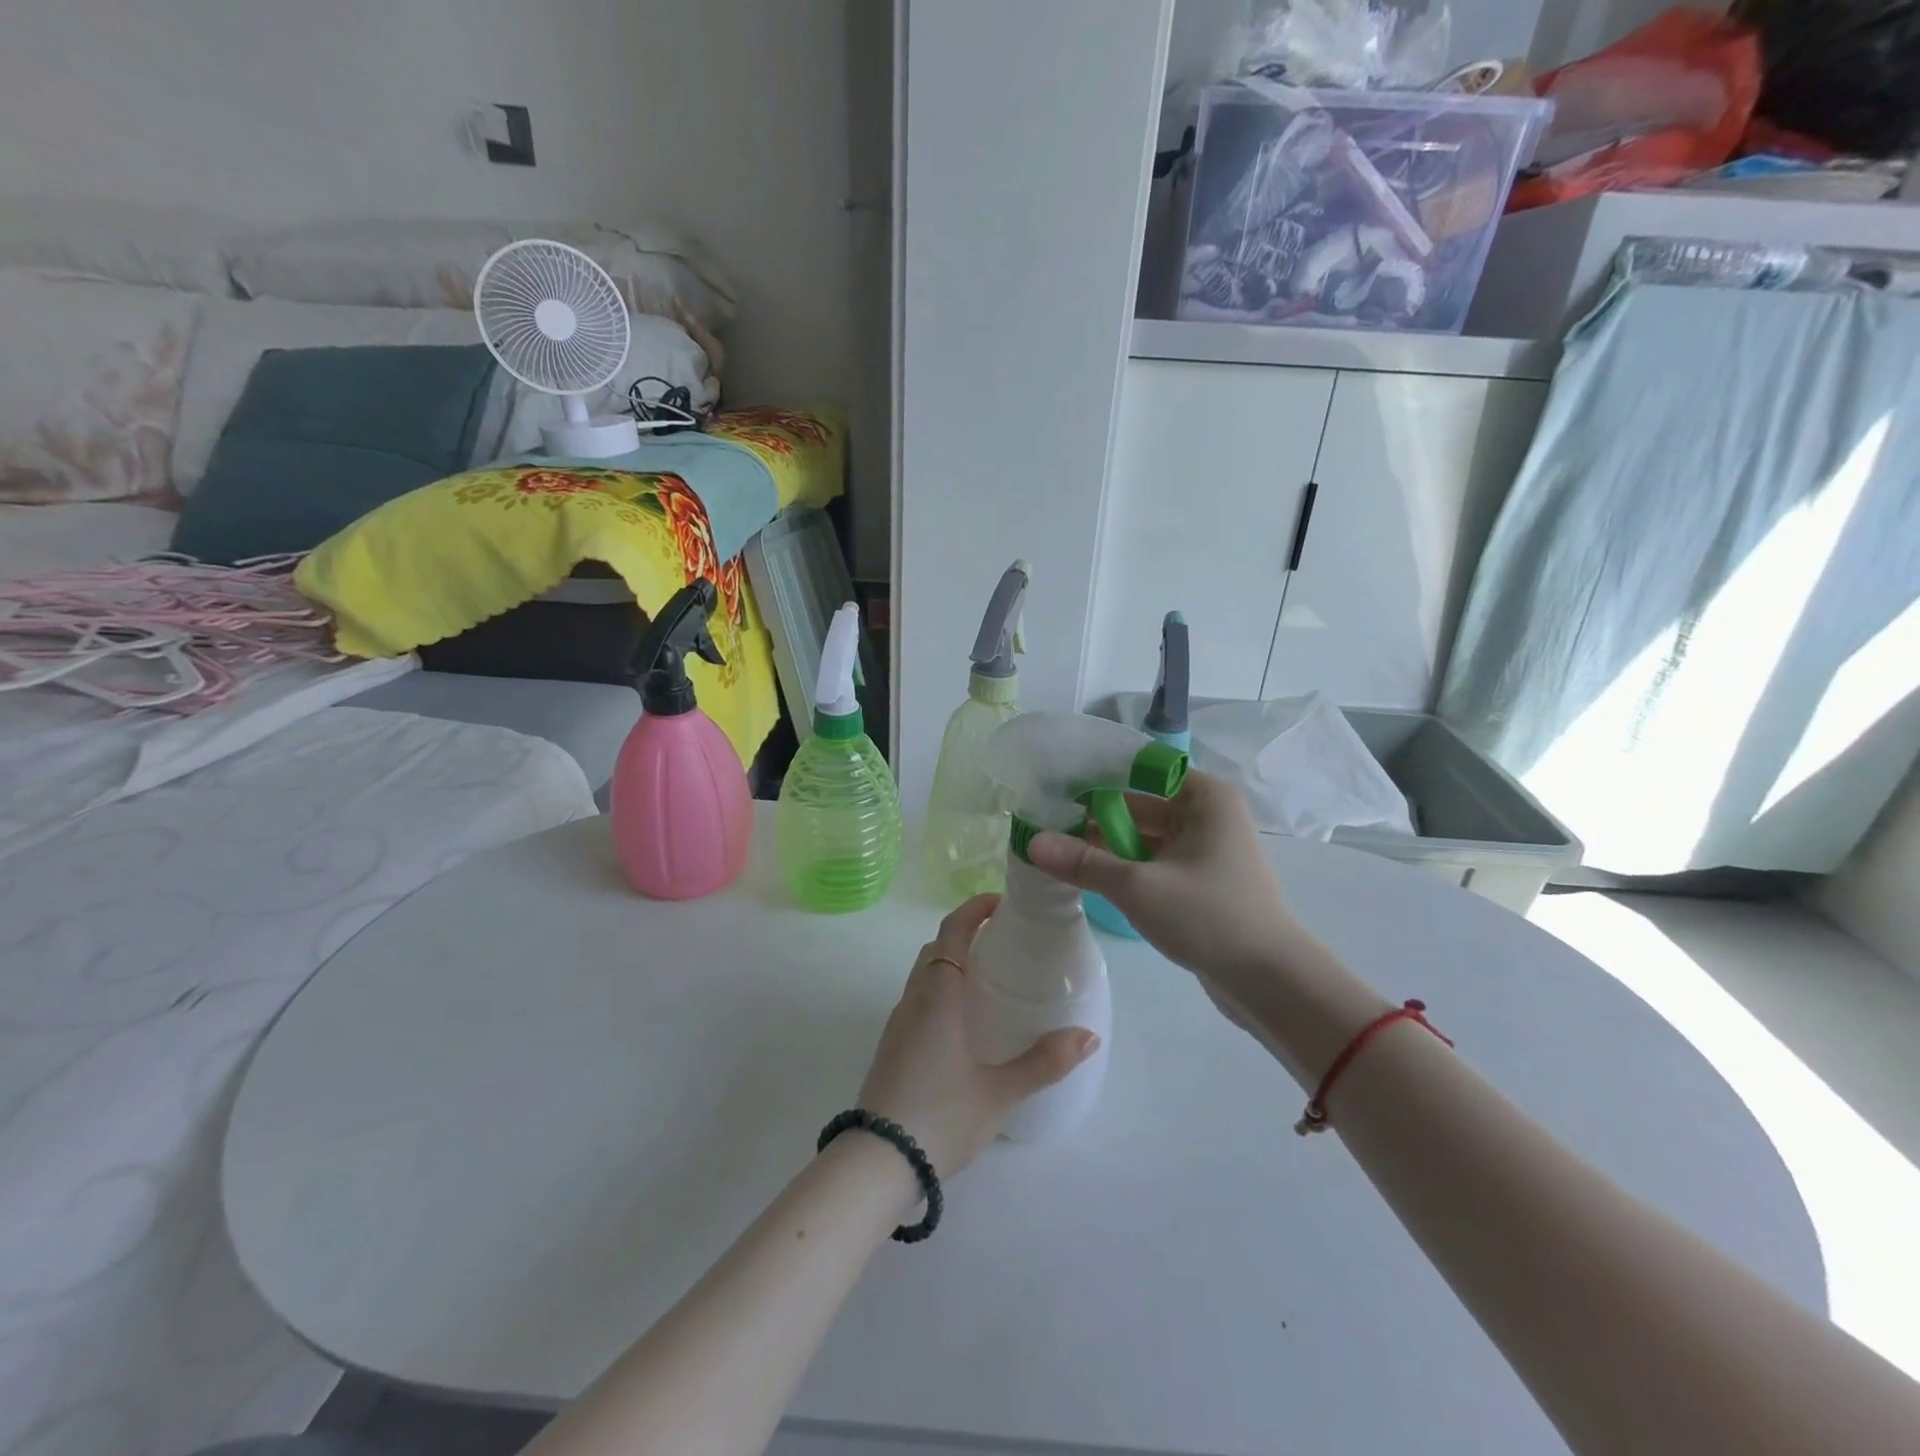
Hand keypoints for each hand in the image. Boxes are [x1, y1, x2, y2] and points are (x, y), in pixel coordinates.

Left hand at [857, 894, 1099, 1177]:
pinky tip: (963, 1018)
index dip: (974, 909)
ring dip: (951, 959)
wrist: (876, 1161)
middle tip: (1003, 938)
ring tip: (988, 975)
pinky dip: (940, 986)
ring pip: (923, 973)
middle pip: (936, 948)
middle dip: (965, 931)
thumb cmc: (941, 1117)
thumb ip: (1044, 1062)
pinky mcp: (892, 1045)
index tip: (1001, 901)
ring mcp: (898, 1023)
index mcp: (939, 996)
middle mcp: (914, 1000)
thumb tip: (1088, 1036)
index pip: (952, 932)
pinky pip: (918, 997)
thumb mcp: (999, 1093)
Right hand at [1026, 770, 1303, 990]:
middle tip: (1044, 821)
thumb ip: (1083, 862)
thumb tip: (1031, 842)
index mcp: (1204, 797)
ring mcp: (1204, 849)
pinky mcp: (1199, 882)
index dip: (1097, 776)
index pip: (1141, 770)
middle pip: (1139, 803)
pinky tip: (1086, 874)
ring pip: (1143, 836)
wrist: (1270, 982)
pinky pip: (1152, 862)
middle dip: (1094, 814)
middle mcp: (1206, 814)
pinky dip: (1123, 866)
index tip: (1054, 785)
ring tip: (1055, 848)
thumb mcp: (1138, 886)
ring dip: (1106, 844)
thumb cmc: (1209, 917)